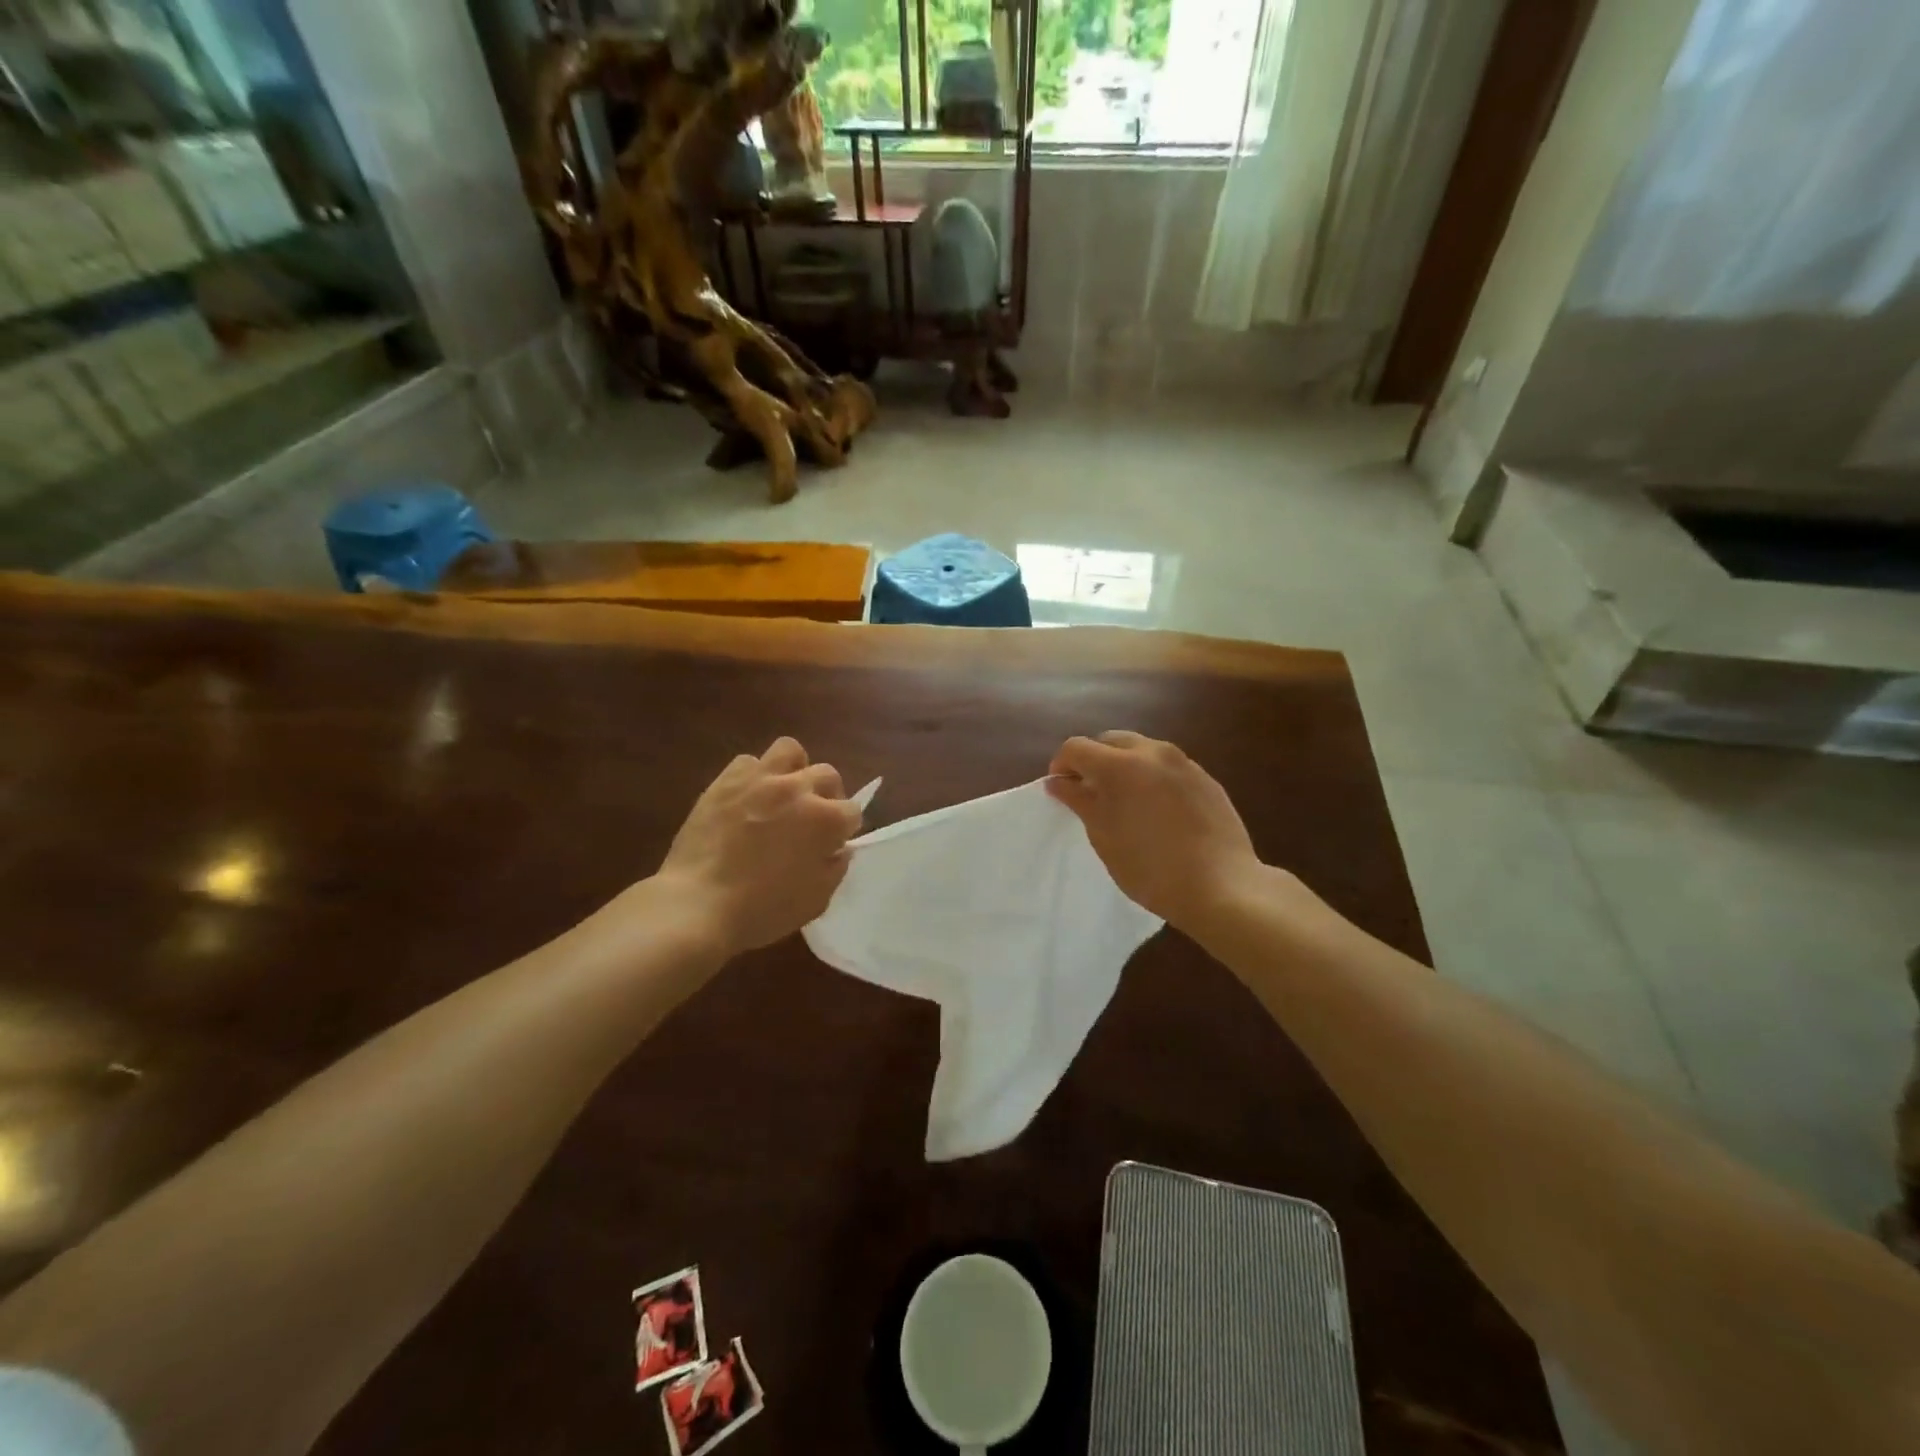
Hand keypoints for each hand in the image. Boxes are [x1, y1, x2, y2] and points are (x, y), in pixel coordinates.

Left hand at [654, 737, 862, 956]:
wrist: (698, 905)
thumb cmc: (762, 911)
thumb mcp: (815, 901)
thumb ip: (835, 868)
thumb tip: (838, 849)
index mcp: (826, 820)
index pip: (852, 811)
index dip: (844, 830)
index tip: (832, 845)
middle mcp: (798, 789)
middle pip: (827, 774)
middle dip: (827, 795)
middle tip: (812, 819)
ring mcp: (760, 780)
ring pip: (790, 751)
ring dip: (794, 770)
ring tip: (784, 793)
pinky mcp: (725, 781)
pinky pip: (748, 762)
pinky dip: (754, 776)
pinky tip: (748, 799)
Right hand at [1047, 731, 1262, 929]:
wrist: (1222, 886)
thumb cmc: (1150, 867)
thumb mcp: (1103, 835)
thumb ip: (1078, 800)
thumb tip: (1058, 780)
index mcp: (1120, 764)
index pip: (1076, 747)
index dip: (1062, 765)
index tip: (1062, 791)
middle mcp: (1152, 752)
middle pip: (1110, 741)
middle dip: (1094, 761)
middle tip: (1091, 794)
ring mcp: (1184, 763)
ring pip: (1142, 751)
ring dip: (1124, 767)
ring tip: (1126, 803)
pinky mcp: (1206, 779)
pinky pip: (1168, 768)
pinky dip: (1153, 779)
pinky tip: (1159, 813)